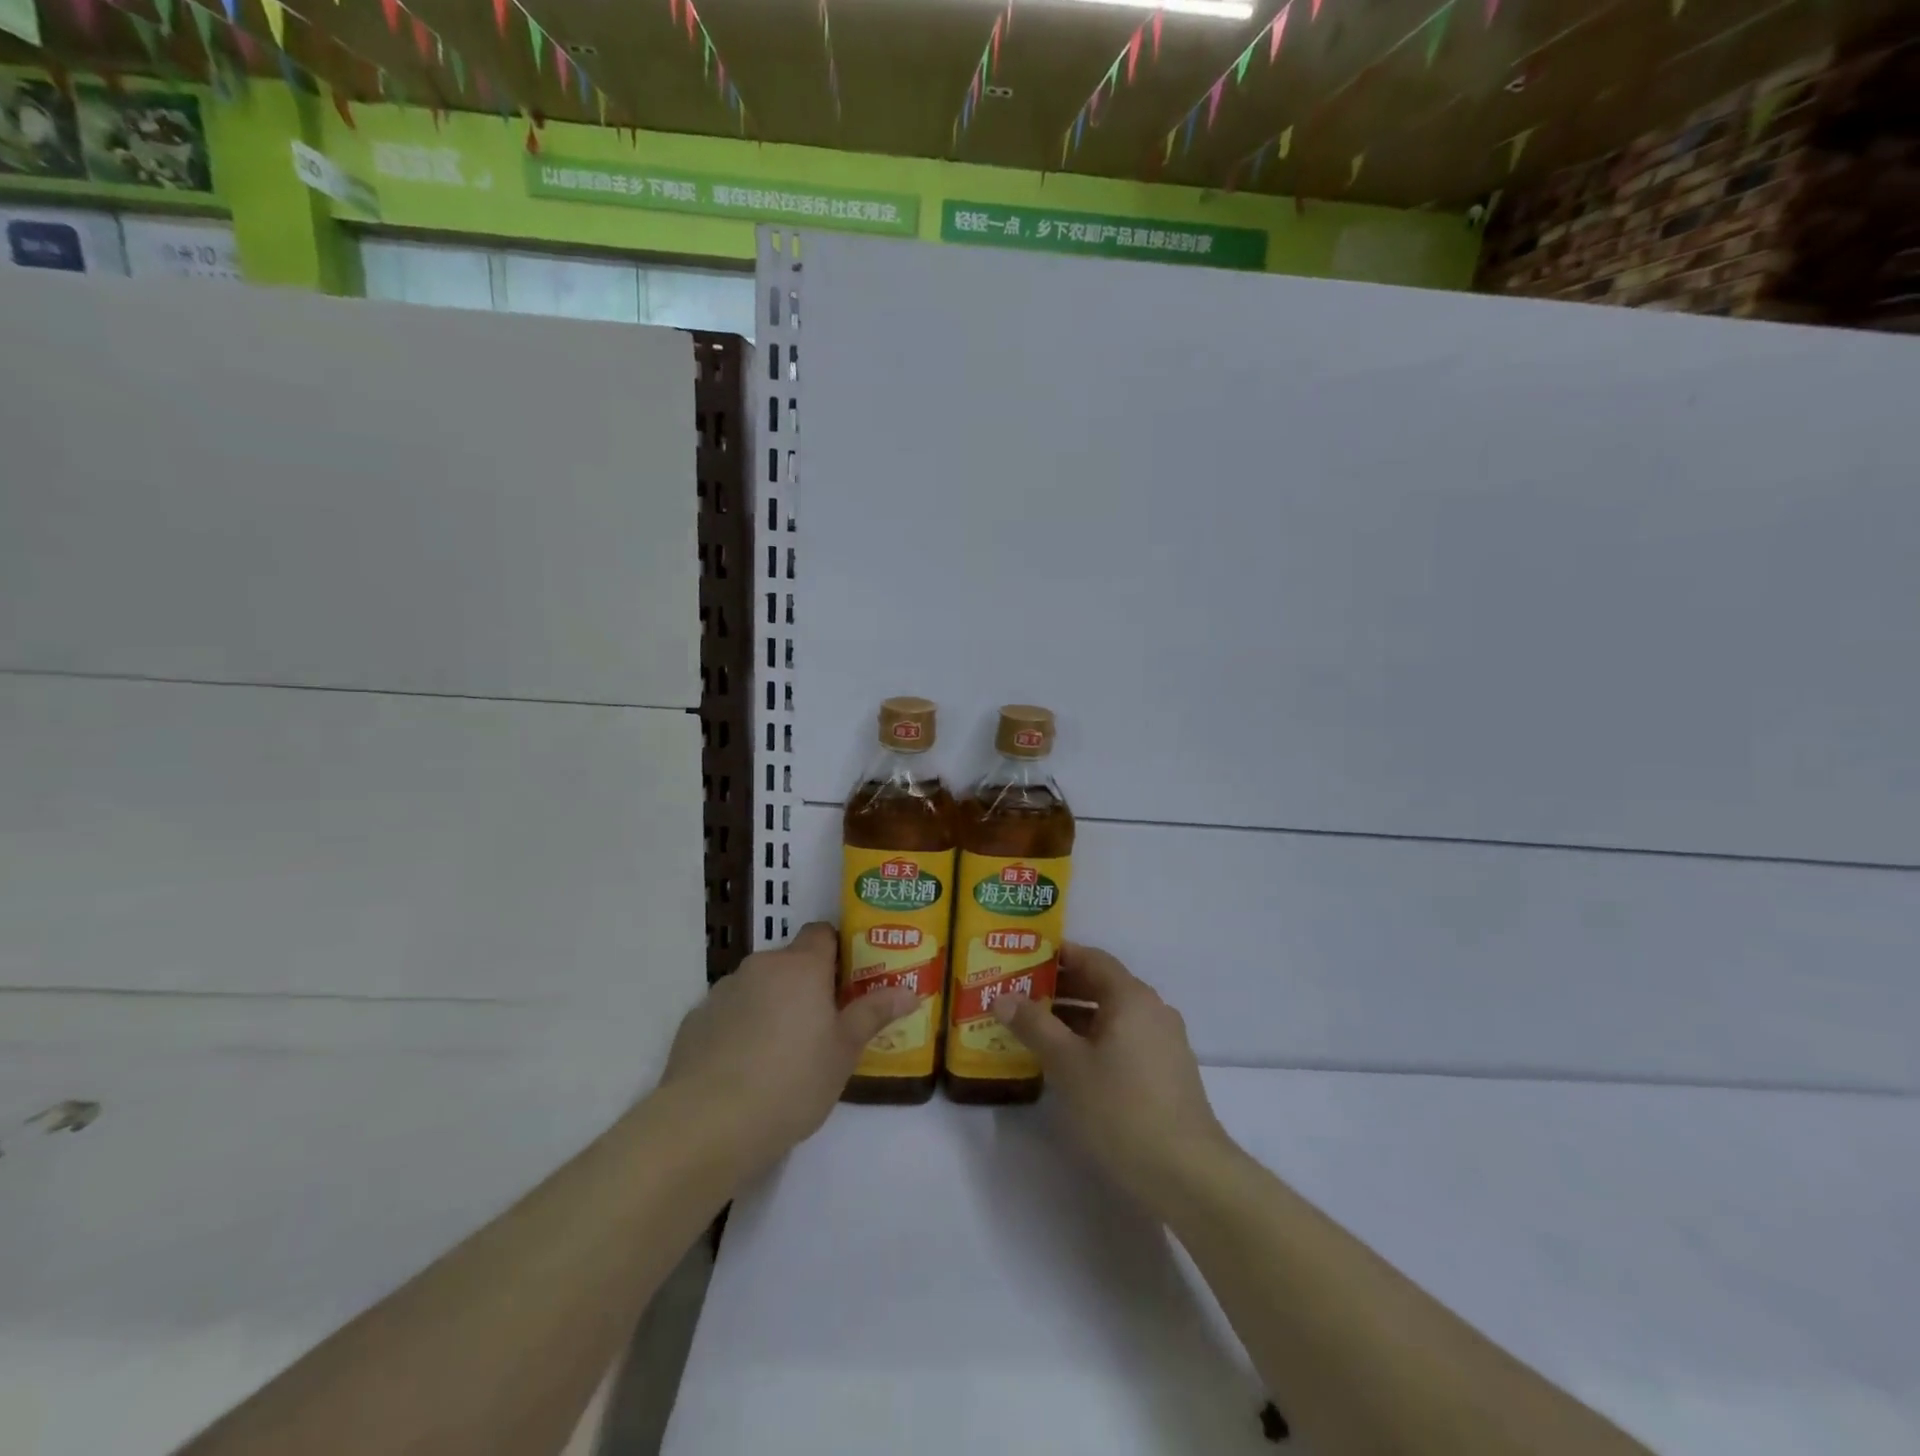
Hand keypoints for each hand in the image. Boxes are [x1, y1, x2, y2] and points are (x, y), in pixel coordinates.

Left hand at [658, 922, 916, 1175]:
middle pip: (789, 962)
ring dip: (771, 1006)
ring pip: (757, 987)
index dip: (836, 951)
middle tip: (821, 1026)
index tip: (846, 982)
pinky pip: (728, 1013)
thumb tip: (910, 992)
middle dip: (804, 986)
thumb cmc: (792, 1082)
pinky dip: (739, 1029)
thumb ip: (873, 1014)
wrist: (708, 1124)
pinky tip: (743, 1070)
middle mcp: (761, 967)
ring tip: (780, 1054)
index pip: (821, 933)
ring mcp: (722, 991)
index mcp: (801, 967)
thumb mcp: (843, 1052)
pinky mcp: (694, 1020)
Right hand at [994, 944, 1233, 1209]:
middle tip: (1019, 996)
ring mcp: (1163, 1042)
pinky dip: (1093, 1040)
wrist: (1188, 1175)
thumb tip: (1002, 998)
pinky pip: (1123, 1040)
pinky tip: (1068, 1063)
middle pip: (1101, 986)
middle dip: (1060, 989)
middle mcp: (1152, 1010)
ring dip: (1074, 1018)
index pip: (1091, 958)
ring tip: (1034, 1030)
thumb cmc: (1122, 1108)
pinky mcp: (1166, 1072)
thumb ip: (1034, 1025)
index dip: (1057, 956)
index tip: (1022, 960)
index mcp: (1131, 997)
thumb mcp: (1067, 1064)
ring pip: (1111, 1016)